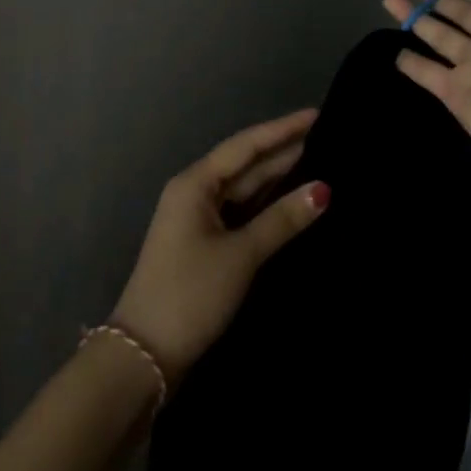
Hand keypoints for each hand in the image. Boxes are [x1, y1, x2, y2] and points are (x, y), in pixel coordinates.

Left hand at [111, 109, 326, 383]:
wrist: (143, 356)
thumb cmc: (190, 294)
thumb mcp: (241, 255)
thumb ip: (282, 220)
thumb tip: (323, 189)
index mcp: (196, 184)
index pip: (246, 145)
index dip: (283, 129)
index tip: (317, 114)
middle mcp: (195, 193)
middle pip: (246, 164)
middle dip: (284, 150)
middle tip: (328, 136)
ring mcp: (198, 220)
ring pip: (245, 189)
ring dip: (278, 177)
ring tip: (319, 160)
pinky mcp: (204, 245)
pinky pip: (242, 212)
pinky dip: (267, 205)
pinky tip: (293, 201)